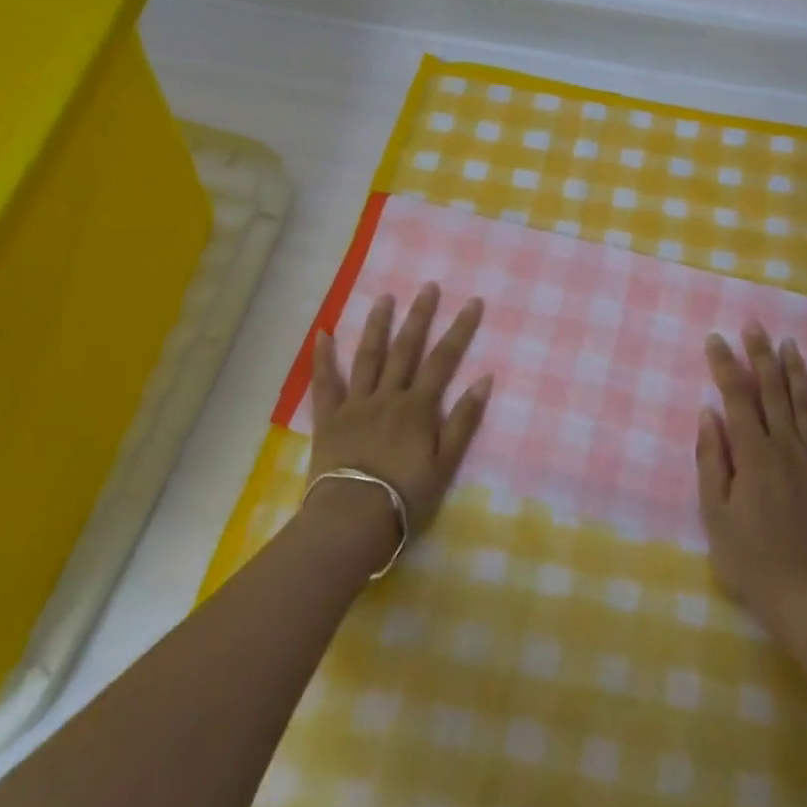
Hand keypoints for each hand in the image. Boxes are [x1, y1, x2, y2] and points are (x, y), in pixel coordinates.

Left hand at [306, 283, 492, 552]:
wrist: (351, 520)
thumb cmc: (405, 496)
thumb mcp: (445, 463)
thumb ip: (464, 420)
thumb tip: (484, 379)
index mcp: (418, 406)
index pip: (444, 359)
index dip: (460, 329)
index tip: (472, 301)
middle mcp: (388, 395)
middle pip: (406, 348)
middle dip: (419, 315)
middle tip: (428, 286)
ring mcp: (356, 404)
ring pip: (368, 356)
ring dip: (377, 325)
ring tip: (384, 297)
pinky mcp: (329, 418)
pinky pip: (325, 383)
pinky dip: (323, 358)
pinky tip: (322, 333)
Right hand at [695, 324, 806, 622]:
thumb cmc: (752, 560)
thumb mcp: (716, 515)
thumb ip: (711, 460)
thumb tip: (708, 413)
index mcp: (753, 454)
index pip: (736, 396)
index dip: (725, 364)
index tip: (715, 339)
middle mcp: (786, 446)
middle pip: (773, 390)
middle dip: (760, 354)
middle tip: (754, 325)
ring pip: (806, 403)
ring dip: (795, 370)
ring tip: (788, 343)